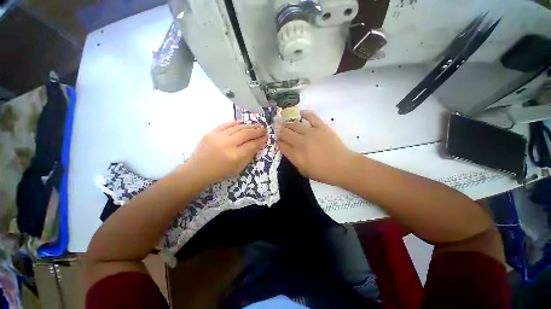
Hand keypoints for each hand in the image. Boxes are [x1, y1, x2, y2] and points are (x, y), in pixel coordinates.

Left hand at [186, 121, 267, 184]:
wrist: (198, 171)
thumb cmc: (220, 172)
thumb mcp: (239, 168)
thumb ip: (249, 155)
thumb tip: (258, 144)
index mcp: (235, 156)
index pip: (252, 145)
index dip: (261, 140)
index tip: (266, 137)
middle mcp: (228, 144)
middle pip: (246, 134)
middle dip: (257, 131)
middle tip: (264, 129)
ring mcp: (218, 137)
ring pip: (238, 128)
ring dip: (249, 125)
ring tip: (257, 125)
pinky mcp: (211, 133)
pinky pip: (226, 124)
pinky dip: (235, 122)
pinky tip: (243, 122)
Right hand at [277, 110, 355, 185]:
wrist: (343, 166)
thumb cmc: (323, 173)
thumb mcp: (304, 171)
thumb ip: (294, 160)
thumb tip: (289, 150)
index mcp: (296, 156)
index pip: (282, 145)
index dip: (277, 141)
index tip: (276, 139)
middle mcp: (301, 143)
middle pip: (285, 134)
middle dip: (279, 131)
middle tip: (277, 128)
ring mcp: (311, 133)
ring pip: (295, 125)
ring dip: (288, 124)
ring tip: (284, 122)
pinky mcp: (321, 127)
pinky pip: (311, 117)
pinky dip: (305, 113)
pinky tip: (300, 113)